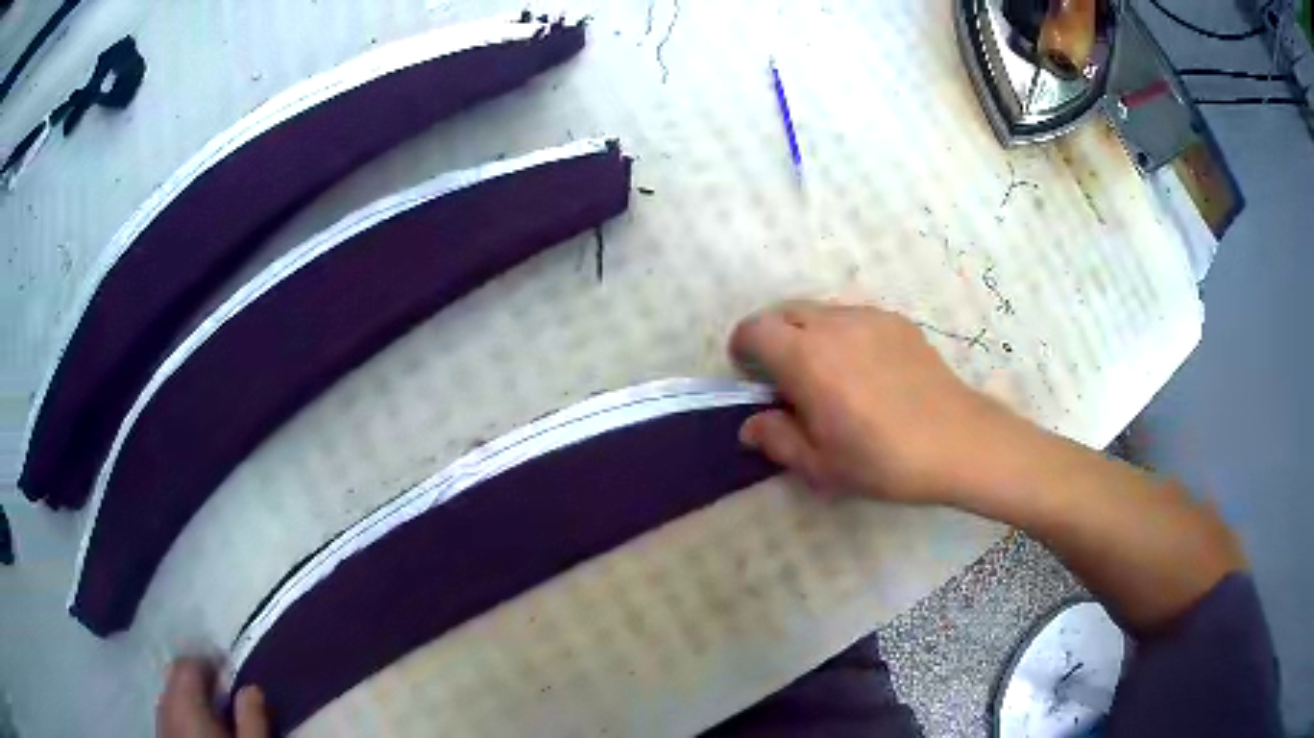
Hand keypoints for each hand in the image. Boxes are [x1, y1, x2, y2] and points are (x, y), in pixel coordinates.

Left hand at [158, 658, 267, 737]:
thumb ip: (252, 719)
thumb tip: (251, 688)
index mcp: (186, 701)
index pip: (190, 663)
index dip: (211, 662)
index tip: (233, 673)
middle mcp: (166, 703)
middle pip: (176, 676)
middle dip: (199, 679)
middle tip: (227, 696)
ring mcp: (161, 721)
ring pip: (171, 695)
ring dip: (190, 698)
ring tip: (216, 718)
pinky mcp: (162, 736)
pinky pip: (169, 713)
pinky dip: (184, 714)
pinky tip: (201, 734)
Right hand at [730, 301, 1023, 503]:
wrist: (958, 441)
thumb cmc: (884, 460)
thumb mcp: (821, 465)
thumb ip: (777, 439)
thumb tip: (751, 425)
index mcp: (807, 358)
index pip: (755, 329)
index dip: (743, 349)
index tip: (752, 377)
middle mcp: (834, 324)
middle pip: (784, 312)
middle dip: (773, 339)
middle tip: (787, 379)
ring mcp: (869, 317)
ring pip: (820, 312)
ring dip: (808, 335)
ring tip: (829, 376)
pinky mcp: (896, 321)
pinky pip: (853, 318)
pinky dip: (842, 335)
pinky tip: (866, 373)